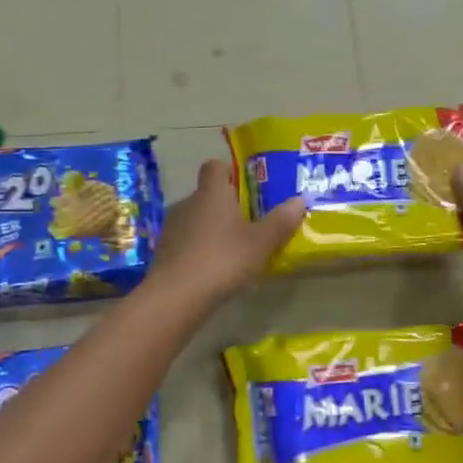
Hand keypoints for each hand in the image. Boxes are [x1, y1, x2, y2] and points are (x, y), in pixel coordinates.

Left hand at [148, 159, 305, 308]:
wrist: (177, 295)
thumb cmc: (223, 259)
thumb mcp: (261, 243)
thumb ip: (280, 221)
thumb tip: (299, 200)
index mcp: (211, 193)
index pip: (214, 166)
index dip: (228, 171)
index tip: (244, 186)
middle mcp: (187, 203)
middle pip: (206, 195)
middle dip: (225, 206)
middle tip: (248, 224)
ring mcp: (171, 227)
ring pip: (195, 219)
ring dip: (210, 229)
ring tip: (231, 250)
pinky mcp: (163, 251)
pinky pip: (185, 242)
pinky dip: (198, 249)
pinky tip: (212, 269)